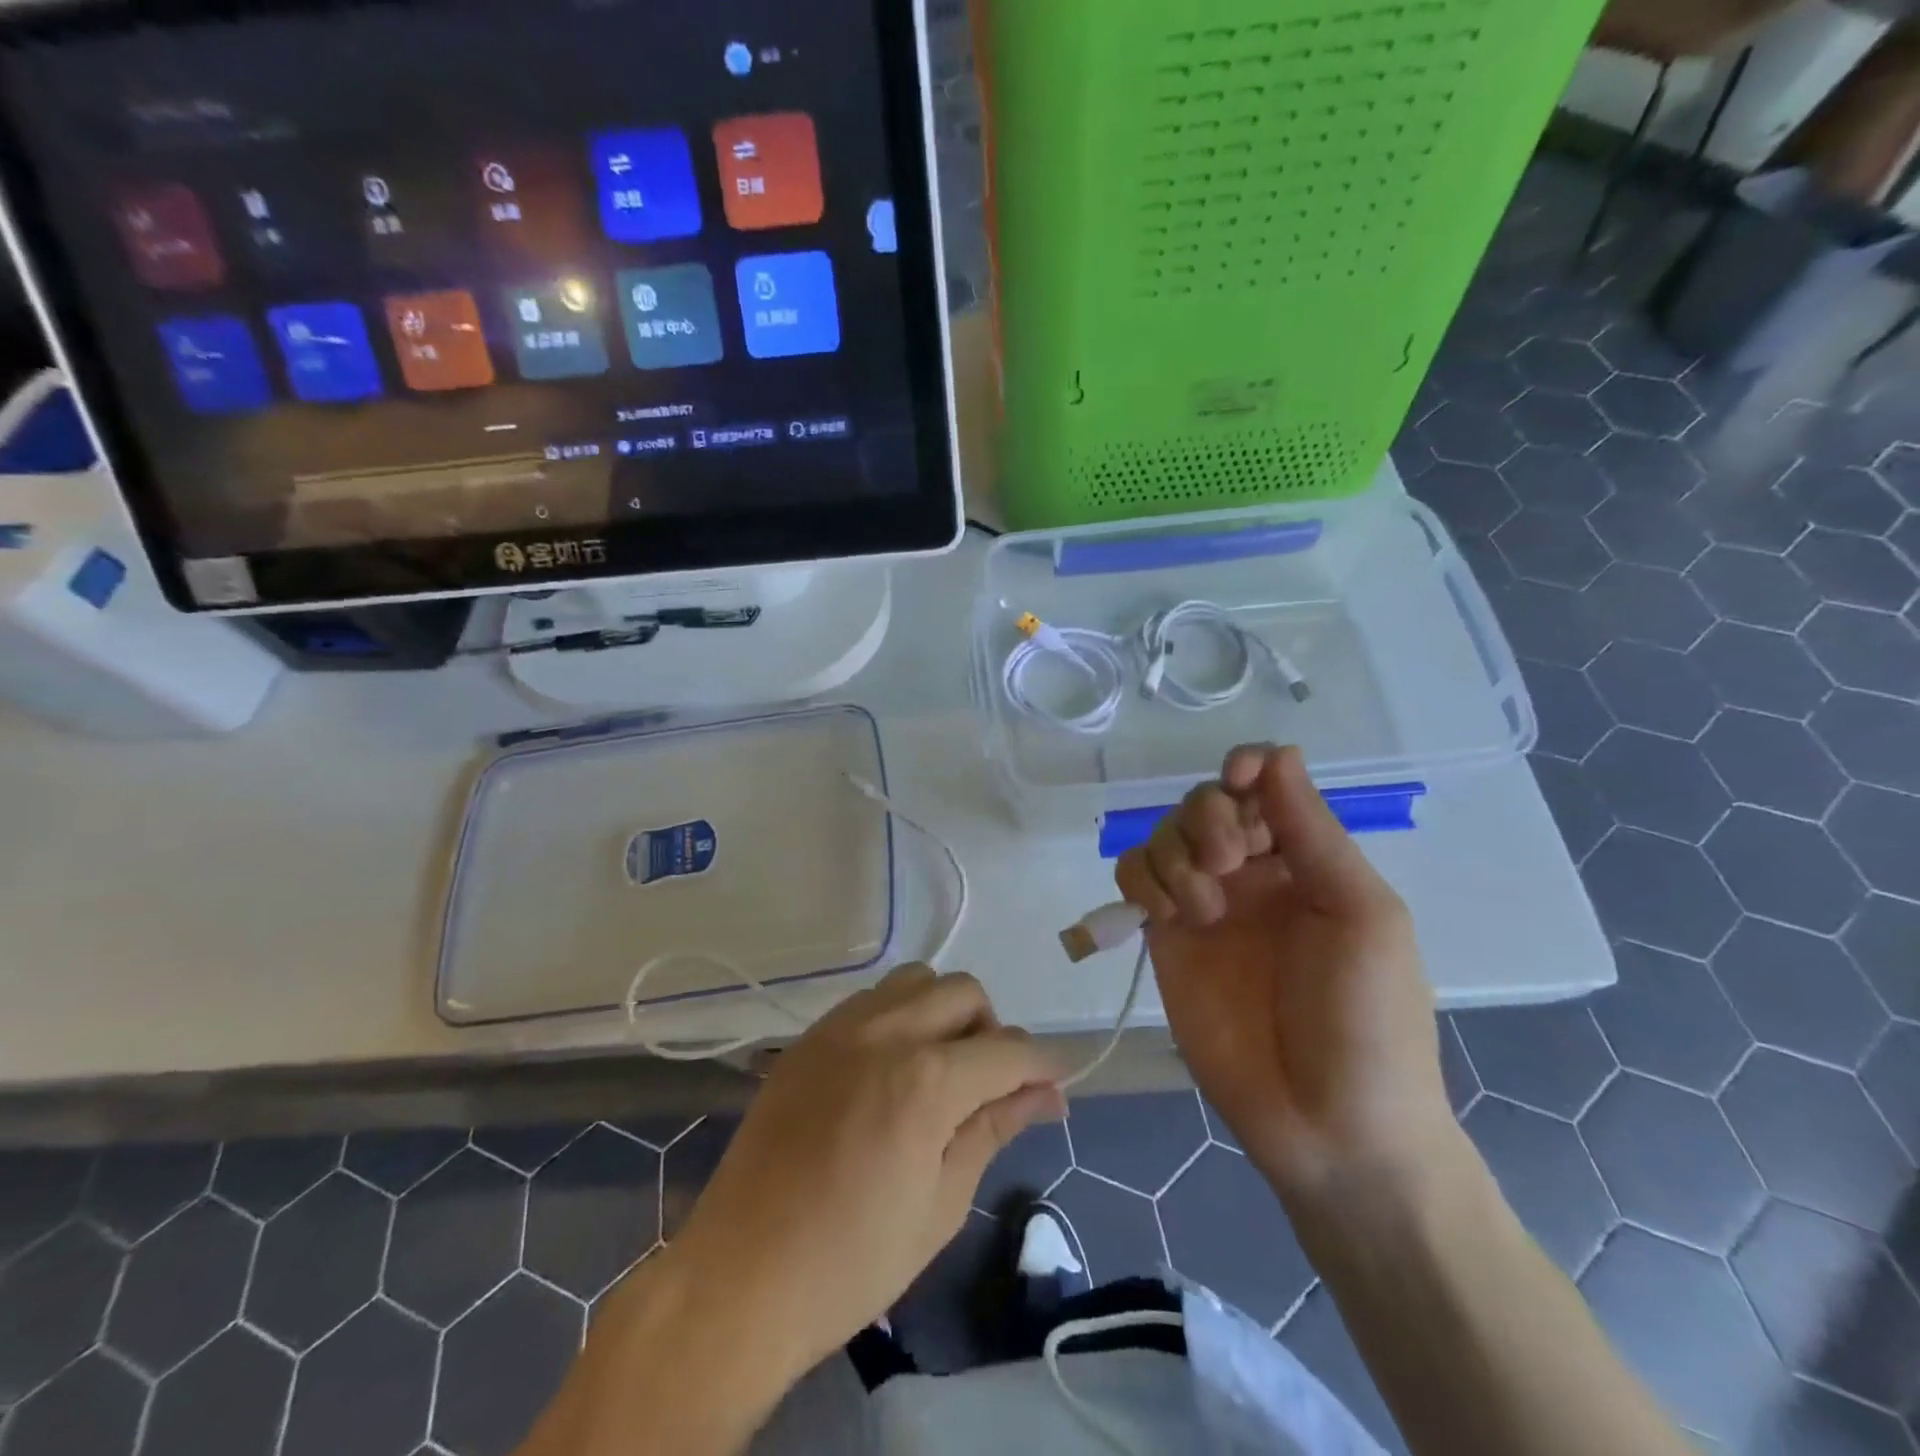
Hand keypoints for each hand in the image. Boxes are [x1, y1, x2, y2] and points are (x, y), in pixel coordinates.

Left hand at [669, 966, 1064, 1382]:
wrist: (740, 1278)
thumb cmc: (853, 1262)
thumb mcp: (942, 1203)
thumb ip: (995, 1127)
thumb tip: (1049, 1094)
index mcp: (926, 1080)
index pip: (1008, 1050)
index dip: (1043, 1065)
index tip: (1055, 1086)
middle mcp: (886, 1032)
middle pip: (965, 992)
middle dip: (993, 1031)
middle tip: (990, 1087)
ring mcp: (840, 1027)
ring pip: (916, 981)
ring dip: (943, 1012)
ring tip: (939, 1069)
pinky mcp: (809, 1037)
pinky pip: (871, 999)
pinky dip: (900, 1016)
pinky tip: (891, 1068)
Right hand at [1116, 744, 1454, 1210]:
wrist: (1329, 1128)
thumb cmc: (1367, 1020)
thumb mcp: (1360, 914)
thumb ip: (1312, 831)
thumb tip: (1279, 752)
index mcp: (1306, 860)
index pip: (1263, 785)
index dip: (1246, 769)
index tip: (1238, 781)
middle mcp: (1251, 874)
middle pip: (1203, 802)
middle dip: (1208, 818)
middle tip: (1229, 864)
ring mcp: (1203, 906)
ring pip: (1162, 835)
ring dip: (1175, 854)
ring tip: (1205, 910)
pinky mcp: (1163, 939)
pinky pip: (1133, 878)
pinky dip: (1142, 881)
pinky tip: (1169, 918)